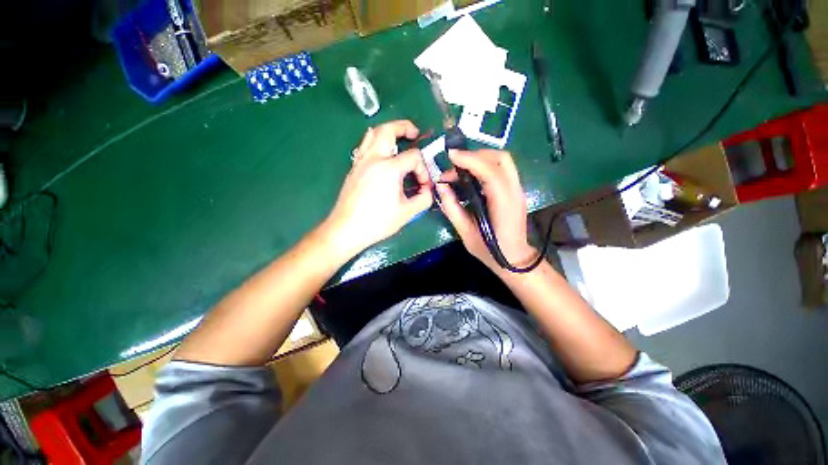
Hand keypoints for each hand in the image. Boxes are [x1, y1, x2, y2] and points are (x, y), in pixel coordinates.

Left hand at [323, 120, 433, 257]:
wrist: (347, 229)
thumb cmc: (377, 222)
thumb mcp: (407, 213)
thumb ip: (424, 199)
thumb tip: (428, 190)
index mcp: (389, 168)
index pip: (413, 157)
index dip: (423, 169)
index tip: (423, 185)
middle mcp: (373, 159)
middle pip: (388, 129)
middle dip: (404, 127)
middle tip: (414, 133)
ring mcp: (361, 162)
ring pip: (372, 134)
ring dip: (388, 131)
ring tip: (398, 140)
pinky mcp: (354, 169)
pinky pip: (365, 146)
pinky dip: (376, 142)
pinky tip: (382, 155)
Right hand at [436, 149, 536, 271]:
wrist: (515, 259)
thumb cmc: (490, 251)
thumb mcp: (466, 233)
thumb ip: (452, 209)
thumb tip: (441, 187)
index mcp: (503, 205)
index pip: (490, 172)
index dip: (470, 160)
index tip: (450, 156)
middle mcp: (515, 192)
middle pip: (500, 159)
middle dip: (475, 155)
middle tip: (455, 164)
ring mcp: (518, 190)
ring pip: (503, 161)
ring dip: (481, 158)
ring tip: (460, 168)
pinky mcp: (515, 191)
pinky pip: (502, 169)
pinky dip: (485, 165)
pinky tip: (471, 175)